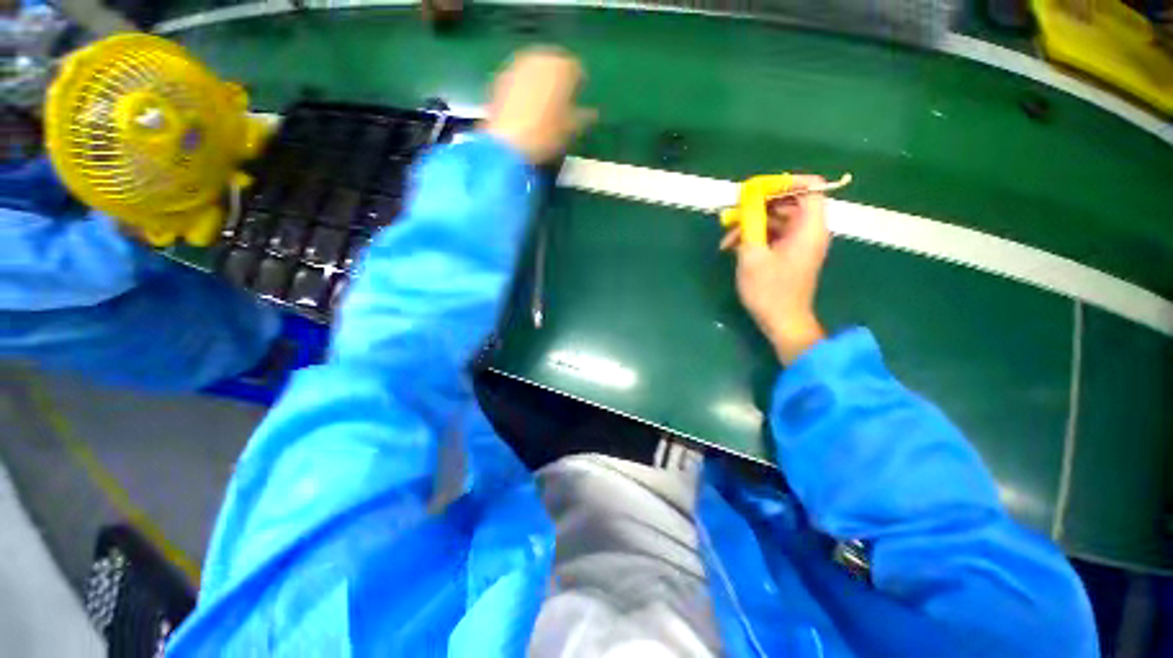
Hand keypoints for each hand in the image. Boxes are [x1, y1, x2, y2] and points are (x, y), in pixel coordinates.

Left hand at [483, 47, 592, 163]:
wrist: (509, 143)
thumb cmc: (547, 135)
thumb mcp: (572, 129)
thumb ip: (585, 117)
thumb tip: (593, 114)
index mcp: (563, 66)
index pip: (577, 69)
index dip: (579, 84)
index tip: (579, 97)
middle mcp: (540, 57)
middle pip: (553, 64)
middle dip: (558, 79)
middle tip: (561, 99)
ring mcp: (517, 65)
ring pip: (534, 69)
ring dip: (540, 82)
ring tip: (543, 103)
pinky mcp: (501, 78)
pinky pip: (519, 79)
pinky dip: (524, 88)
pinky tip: (525, 107)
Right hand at [721, 176, 830, 363]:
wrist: (782, 321)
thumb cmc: (769, 290)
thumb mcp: (752, 255)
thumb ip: (750, 224)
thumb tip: (746, 202)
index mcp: (809, 227)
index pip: (810, 187)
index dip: (785, 182)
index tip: (758, 190)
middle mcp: (809, 230)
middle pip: (789, 202)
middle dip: (759, 205)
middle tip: (734, 212)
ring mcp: (800, 243)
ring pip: (778, 219)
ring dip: (752, 224)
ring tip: (727, 237)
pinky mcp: (790, 254)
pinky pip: (775, 234)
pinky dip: (756, 236)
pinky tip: (734, 247)